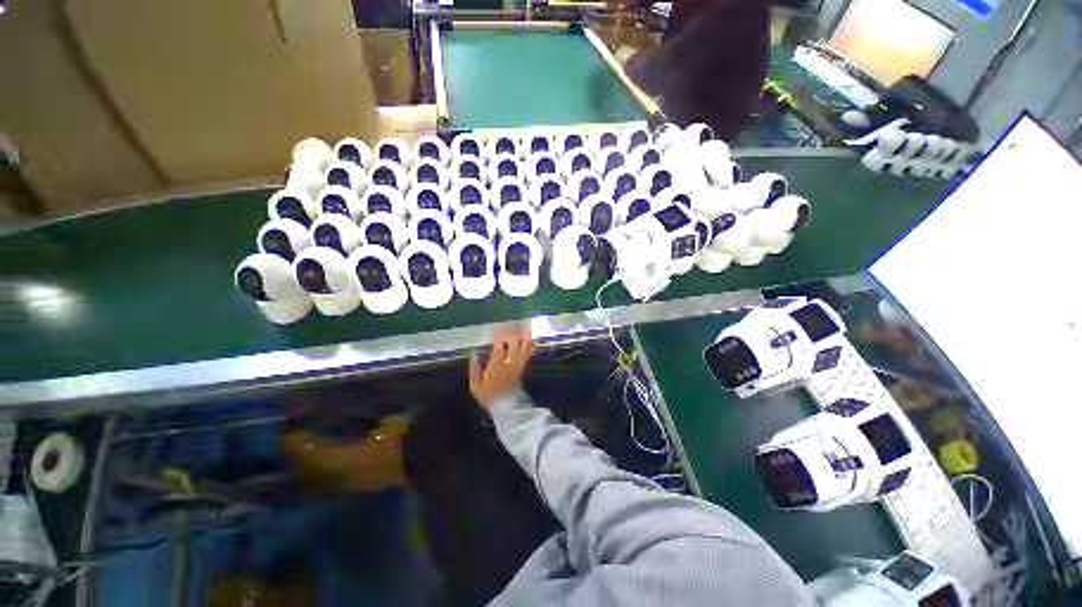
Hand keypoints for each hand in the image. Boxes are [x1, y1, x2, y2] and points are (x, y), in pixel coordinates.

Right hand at [469, 324, 536, 407]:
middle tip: (516, 321)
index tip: (500, 325)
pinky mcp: (523, 367)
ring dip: (524, 336)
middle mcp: (508, 361)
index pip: (499, 346)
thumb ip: (474, 368)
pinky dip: (531, 346)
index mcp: (495, 364)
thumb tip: (473, 352)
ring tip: (527, 325)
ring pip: (522, 347)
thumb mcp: (476, 385)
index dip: (500, 335)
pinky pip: (528, 355)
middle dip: (514, 332)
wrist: (506, 407)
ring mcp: (517, 364)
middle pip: (513, 343)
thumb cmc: (489, 396)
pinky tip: (534, 339)